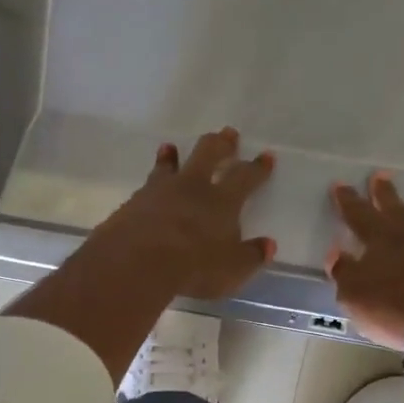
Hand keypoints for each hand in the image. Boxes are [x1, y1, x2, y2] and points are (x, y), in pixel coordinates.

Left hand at [90, 129, 277, 300]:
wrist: (138, 261)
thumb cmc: (194, 266)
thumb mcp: (232, 269)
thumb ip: (251, 256)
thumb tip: (268, 245)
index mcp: (222, 201)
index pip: (245, 177)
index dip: (257, 168)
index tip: (266, 156)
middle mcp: (193, 187)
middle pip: (208, 154)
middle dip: (221, 143)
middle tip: (228, 133)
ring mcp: (161, 191)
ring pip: (170, 165)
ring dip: (173, 155)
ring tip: (171, 148)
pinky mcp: (135, 202)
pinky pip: (147, 184)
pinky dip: (151, 179)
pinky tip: (148, 185)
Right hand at [326, 172, 403, 349]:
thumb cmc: (395, 309)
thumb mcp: (355, 296)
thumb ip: (344, 272)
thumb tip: (336, 251)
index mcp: (379, 238)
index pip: (358, 213)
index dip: (347, 200)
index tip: (340, 184)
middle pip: (394, 207)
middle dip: (384, 192)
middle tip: (380, 175)